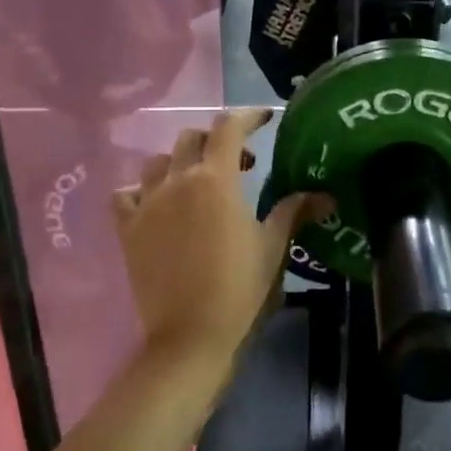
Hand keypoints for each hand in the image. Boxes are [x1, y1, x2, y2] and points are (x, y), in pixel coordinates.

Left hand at [113, 108, 324, 369]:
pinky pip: (126, 194)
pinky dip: (142, 190)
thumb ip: (293, 211)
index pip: (229, 128)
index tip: (265, 118)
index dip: (248, 116)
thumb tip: (324, 194)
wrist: (190, 335)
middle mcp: (178, 181)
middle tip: (242, 163)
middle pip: (192, 138)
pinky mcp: (127, 229)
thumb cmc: (239, 288)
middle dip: (218, 140)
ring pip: (159, 161)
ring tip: (198, 182)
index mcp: (216, 180)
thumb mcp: (272, 247)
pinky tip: (157, 203)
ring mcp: (148, 204)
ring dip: (182, 161)